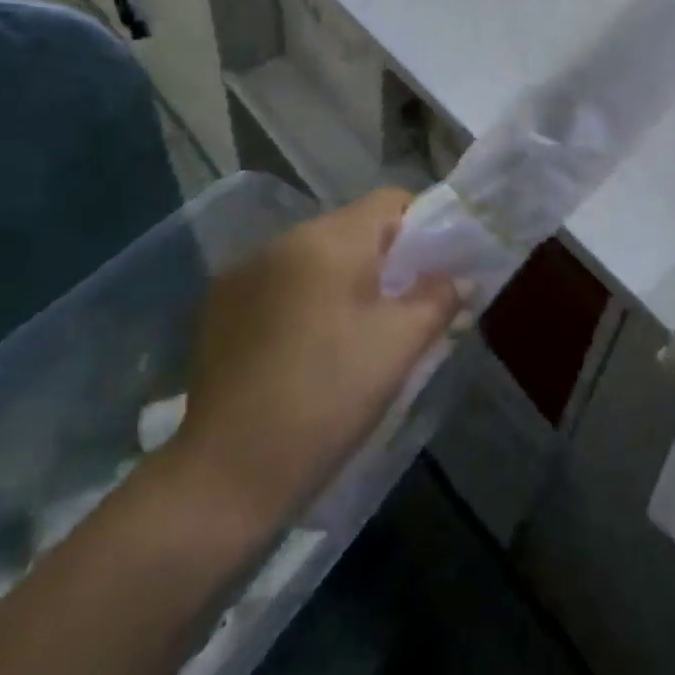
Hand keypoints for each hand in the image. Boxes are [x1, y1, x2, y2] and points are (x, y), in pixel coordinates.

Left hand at [163, 189, 460, 527]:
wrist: (226, 474)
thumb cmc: (327, 400)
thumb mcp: (398, 348)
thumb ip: (437, 299)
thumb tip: (456, 278)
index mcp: (328, 240)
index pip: (389, 201)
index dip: (421, 228)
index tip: (431, 274)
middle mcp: (281, 240)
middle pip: (351, 229)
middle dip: (382, 260)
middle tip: (399, 311)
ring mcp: (243, 272)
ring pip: (314, 256)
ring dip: (340, 280)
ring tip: (350, 335)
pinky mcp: (219, 305)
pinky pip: (279, 282)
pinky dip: (303, 299)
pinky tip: (304, 348)